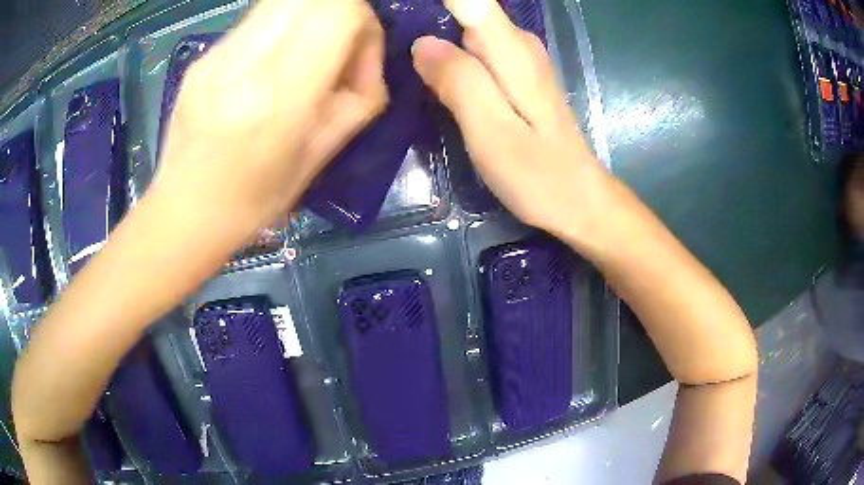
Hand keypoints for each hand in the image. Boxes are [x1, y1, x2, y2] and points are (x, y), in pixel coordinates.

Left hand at [155, 0, 387, 232]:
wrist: (184, 211)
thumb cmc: (255, 199)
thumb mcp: (321, 156)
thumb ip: (360, 97)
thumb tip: (367, 57)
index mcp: (280, 98)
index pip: (340, 13)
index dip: (365, 24)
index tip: (359, 56)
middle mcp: (245, 64)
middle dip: (341, 13)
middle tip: (337, 49)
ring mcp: (217, 55)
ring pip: (284, 0)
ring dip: (311, 16)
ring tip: (305, 52)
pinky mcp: (203, 56)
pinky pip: (257, 18)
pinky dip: (281, 27)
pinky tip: (270, 62)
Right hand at [412, 0, 613, 240]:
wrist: (579, 200)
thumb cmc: (538, 175)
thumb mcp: (492, 131)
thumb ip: (459, 80)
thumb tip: (422, 43)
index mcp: (510, 49)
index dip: (440, 0)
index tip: (401, 9)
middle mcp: (518, 43)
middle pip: (466, 8)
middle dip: (430, 16)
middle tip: (390, 35)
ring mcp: (520, 59)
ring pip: (467, 27)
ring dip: (436, 32)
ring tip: (405, 55)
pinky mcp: (516, 76)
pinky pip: (474, 48)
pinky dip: (450, 52)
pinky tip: (431, 71)